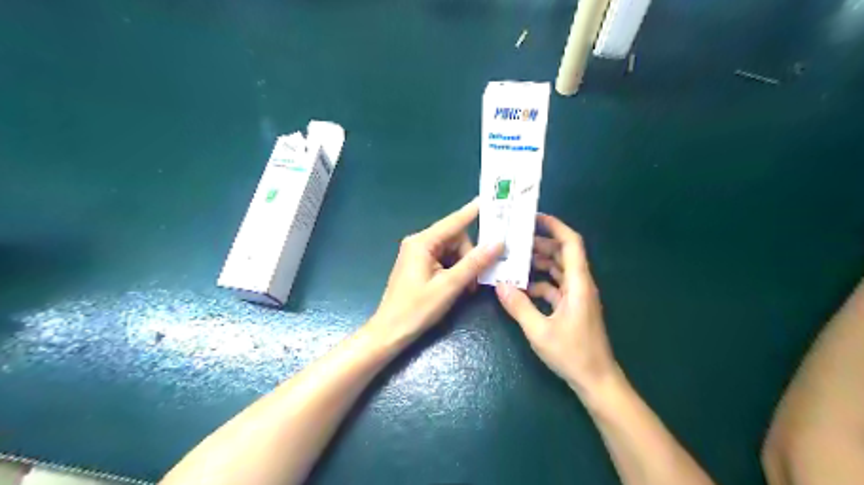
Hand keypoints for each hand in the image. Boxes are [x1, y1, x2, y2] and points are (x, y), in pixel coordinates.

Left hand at [373, 199, 507, 343]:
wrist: (390, 332)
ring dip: (464, 267)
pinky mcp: (420, 265)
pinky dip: (455, 271)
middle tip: (476, 279)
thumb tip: (498, 243)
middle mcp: (419, 242)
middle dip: (469, 256)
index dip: (473, 212)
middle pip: (456, 239)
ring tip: (466, 288)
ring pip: (452, 251)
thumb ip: (474, 263)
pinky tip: (458, 286)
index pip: (454, 222)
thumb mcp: (449, 286)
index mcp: (422, 242)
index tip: (492, 200)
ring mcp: (418, 254)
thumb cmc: (417, 309)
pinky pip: (445, 260)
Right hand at [496, 214, 616, 399]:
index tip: (534, 218)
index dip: (555, 227)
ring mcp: (577, 296)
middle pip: (563, 254)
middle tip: (515, 240)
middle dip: (541, 244)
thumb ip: (519, 306)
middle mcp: (580, 284)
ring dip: (539, 263)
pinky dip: (540, 283)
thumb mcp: (540, 330)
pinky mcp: (573, 308)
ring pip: (558, 270)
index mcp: (578, 283)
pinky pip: (555, 287)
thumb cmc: (572, 354)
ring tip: (515, 259)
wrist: (596, 381)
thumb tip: (499, 285)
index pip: (571, 243)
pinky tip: (521, 288)